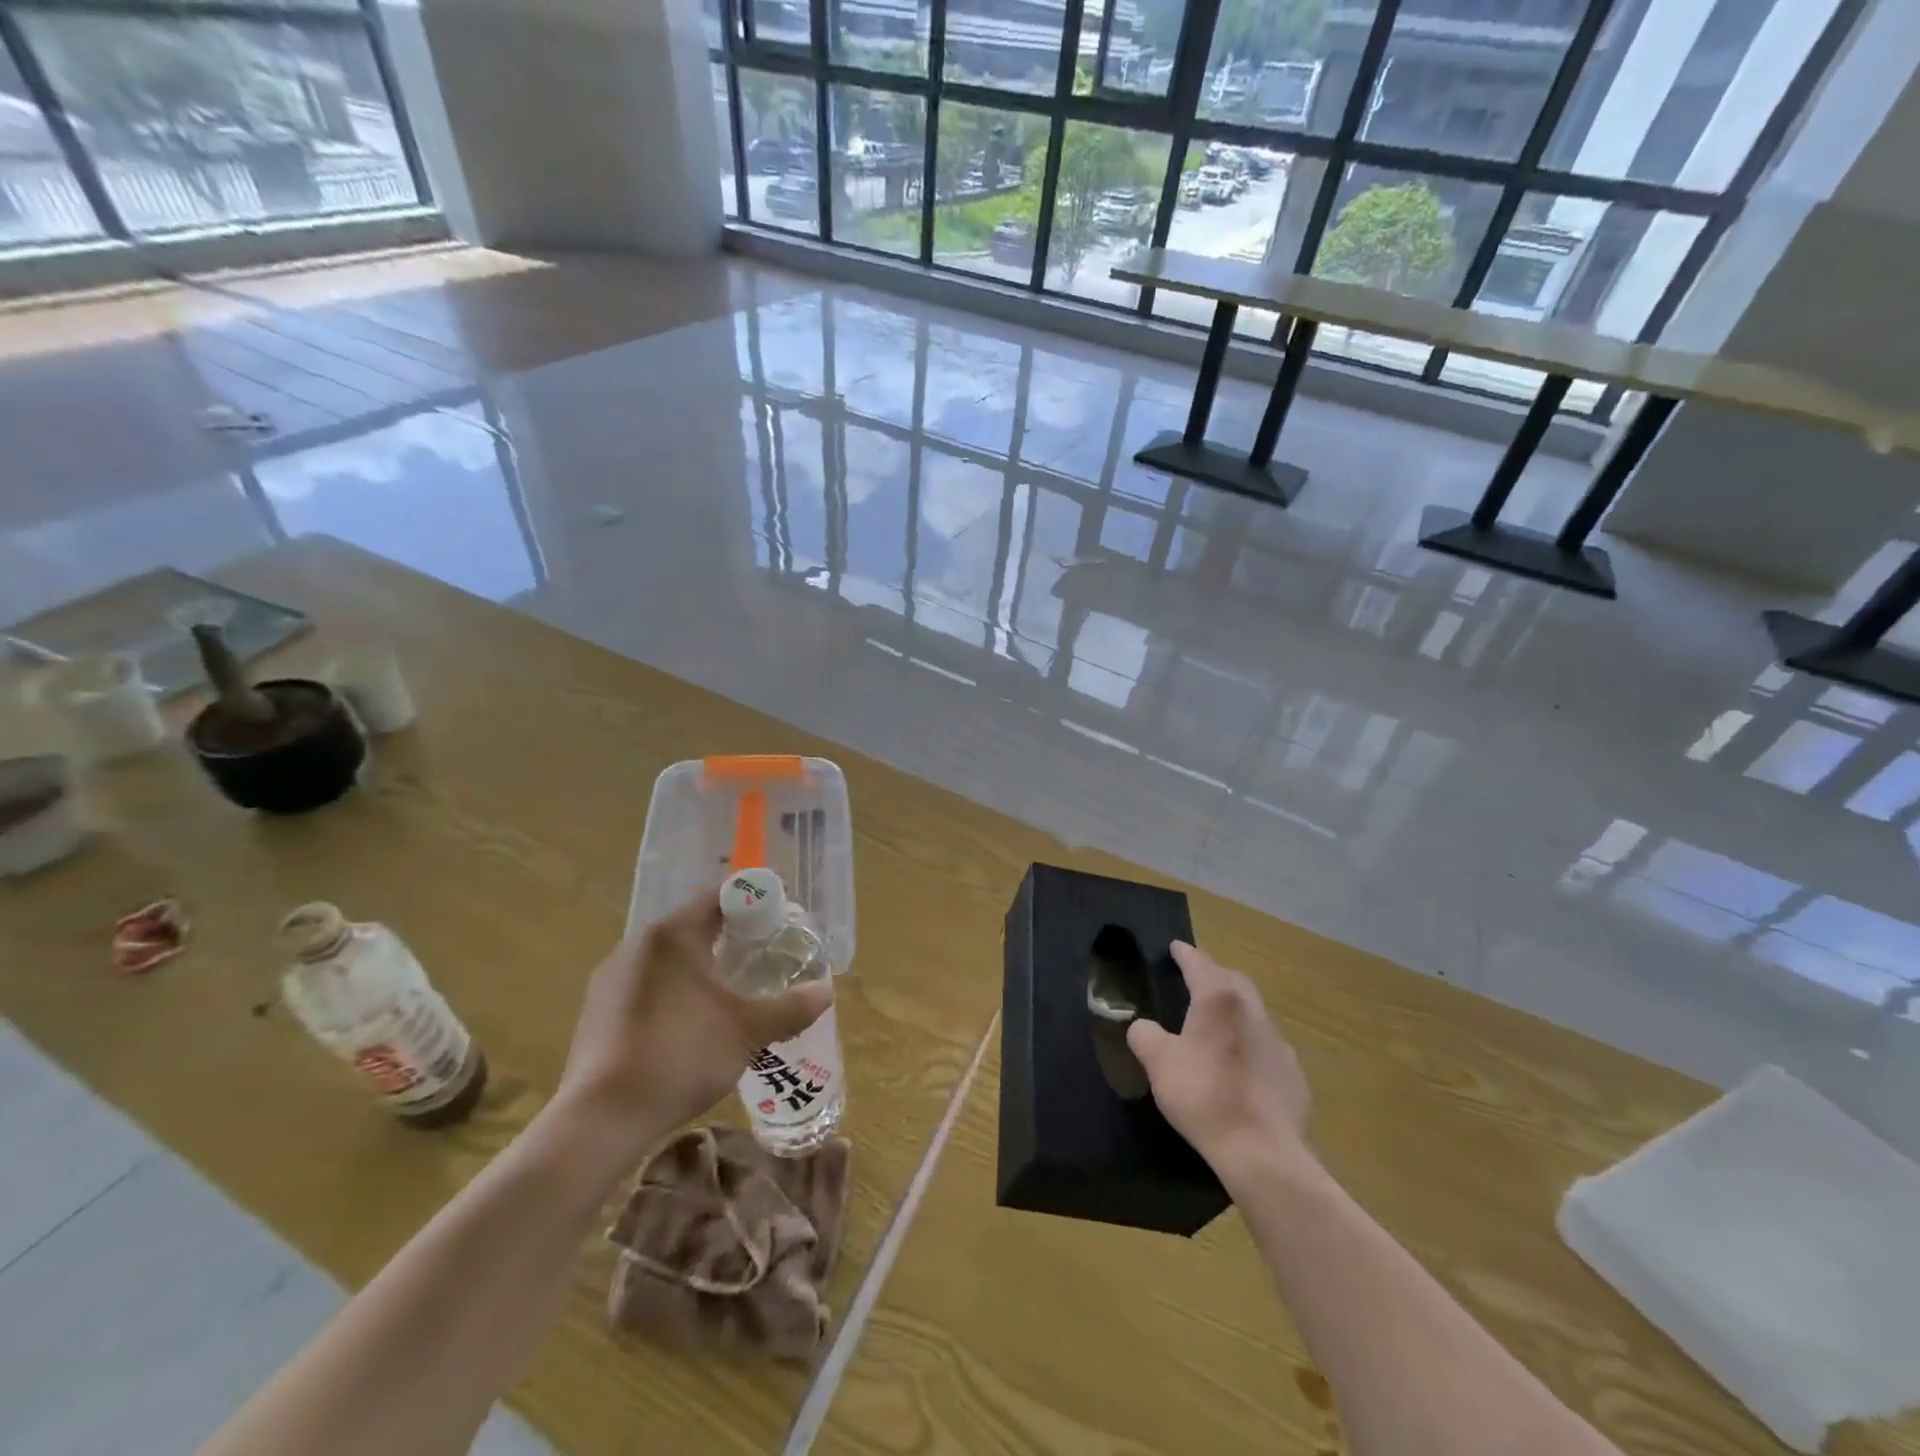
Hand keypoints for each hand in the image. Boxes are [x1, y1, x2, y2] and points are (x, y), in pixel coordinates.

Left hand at [555, 891, 832, 1157]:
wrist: (601, 1119)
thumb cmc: (683, 1056)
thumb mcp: (749, 1031)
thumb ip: (792, 1006)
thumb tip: (825, 991)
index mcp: (674, 933)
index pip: (721, 895)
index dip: (755, 900)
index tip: (781, 917)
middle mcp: (639, 942)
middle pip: (694, 923)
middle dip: (732, 935)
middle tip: (764, 954)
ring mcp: (612, 976)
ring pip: (669, 955)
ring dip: (701, 963)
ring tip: (730, 991)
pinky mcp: (597, 1009)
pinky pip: (646, 983)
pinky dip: (674, 989)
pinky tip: (689, 1023)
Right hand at [1127, 942, 1312, 1176]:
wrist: (1262, 1151)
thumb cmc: (1204, 1095)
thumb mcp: (1158, 1063)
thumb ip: (1144, 1036)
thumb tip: (1142, 1027)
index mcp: (1219, 1000)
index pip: (1200, 964)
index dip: (1185, 954)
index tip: (1176, 947)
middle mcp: (1253, 1013)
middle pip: (1234, 981)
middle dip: (1214, 974)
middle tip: (1196, 978)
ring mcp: (1279, 1044)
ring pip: (1254, 1013)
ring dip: (1235, 1009)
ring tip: (1216, 1023)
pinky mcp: (1294, 1076)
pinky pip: (1267, 1047)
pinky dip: (1250, 1043)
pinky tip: (1240, 1065)